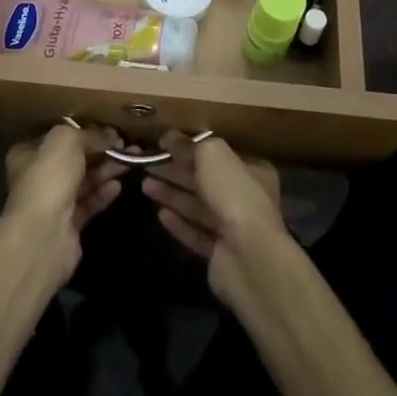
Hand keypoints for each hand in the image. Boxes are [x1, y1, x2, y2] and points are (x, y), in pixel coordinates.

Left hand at [2, 124, 126, 281]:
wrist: (42, 235)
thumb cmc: (49, 178)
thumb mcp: (67, 141)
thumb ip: (89, 134)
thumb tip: (109, 136)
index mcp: (28, 153)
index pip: (58, 137)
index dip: (84, 130)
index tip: (109, 129)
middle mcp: (37, 176)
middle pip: (74, 159)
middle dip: (100, 150)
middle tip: (126, 145)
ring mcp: (52, 202)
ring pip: (84, 180)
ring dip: (106, 170)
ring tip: (130, 162)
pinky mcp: (67, 225)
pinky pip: (89, 203)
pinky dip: (103, 194)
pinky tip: (118, 186)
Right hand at [142, 133, 286, 304]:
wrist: (250, 258)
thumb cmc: (235, 195)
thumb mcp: (212, 155)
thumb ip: (190, 144)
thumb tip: (169, 137)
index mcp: (251, 170)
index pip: (217, 154)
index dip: (189, 148)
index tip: (163, 144)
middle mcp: (245, 197)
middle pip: (204, 180)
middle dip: (175, 171)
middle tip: (147, 164)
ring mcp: (233, 228)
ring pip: (197, 207)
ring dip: (172, 195)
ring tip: (145, 185)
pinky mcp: (220, 255)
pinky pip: (196, 233)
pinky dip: (179, 223)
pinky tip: (160, 214)